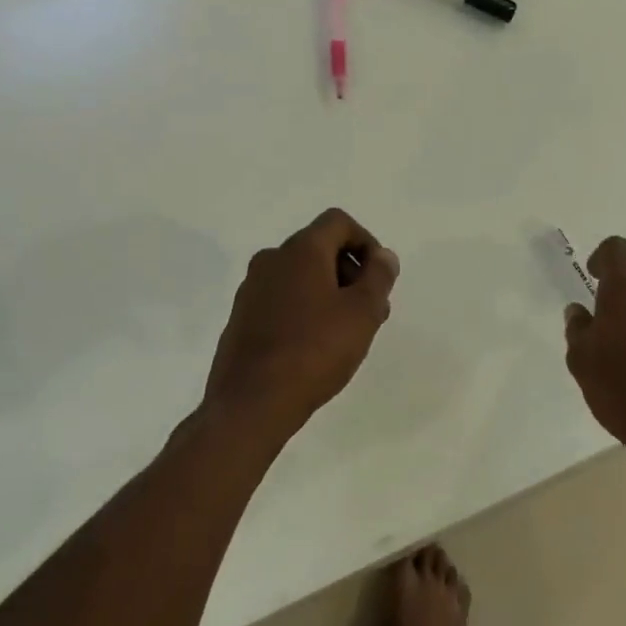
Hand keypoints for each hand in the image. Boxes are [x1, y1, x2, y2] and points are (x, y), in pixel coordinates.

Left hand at [204, 208, 399, 444]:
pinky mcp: (241, 318)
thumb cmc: (314, 351)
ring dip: (328, 292)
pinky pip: (281, 299)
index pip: (338, 222)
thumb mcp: (362, 313)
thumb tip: (384, 256)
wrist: (250, 403)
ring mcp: (251, 289)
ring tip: (346, 332)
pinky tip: (314, 346)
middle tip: (370, 309)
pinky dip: (304, 309)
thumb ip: (378, 277)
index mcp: (301, 250)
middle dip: (350, 271)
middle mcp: (271, 260)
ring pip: (300, 275)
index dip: (366, 242)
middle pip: (319, 248)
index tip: (379, 277)